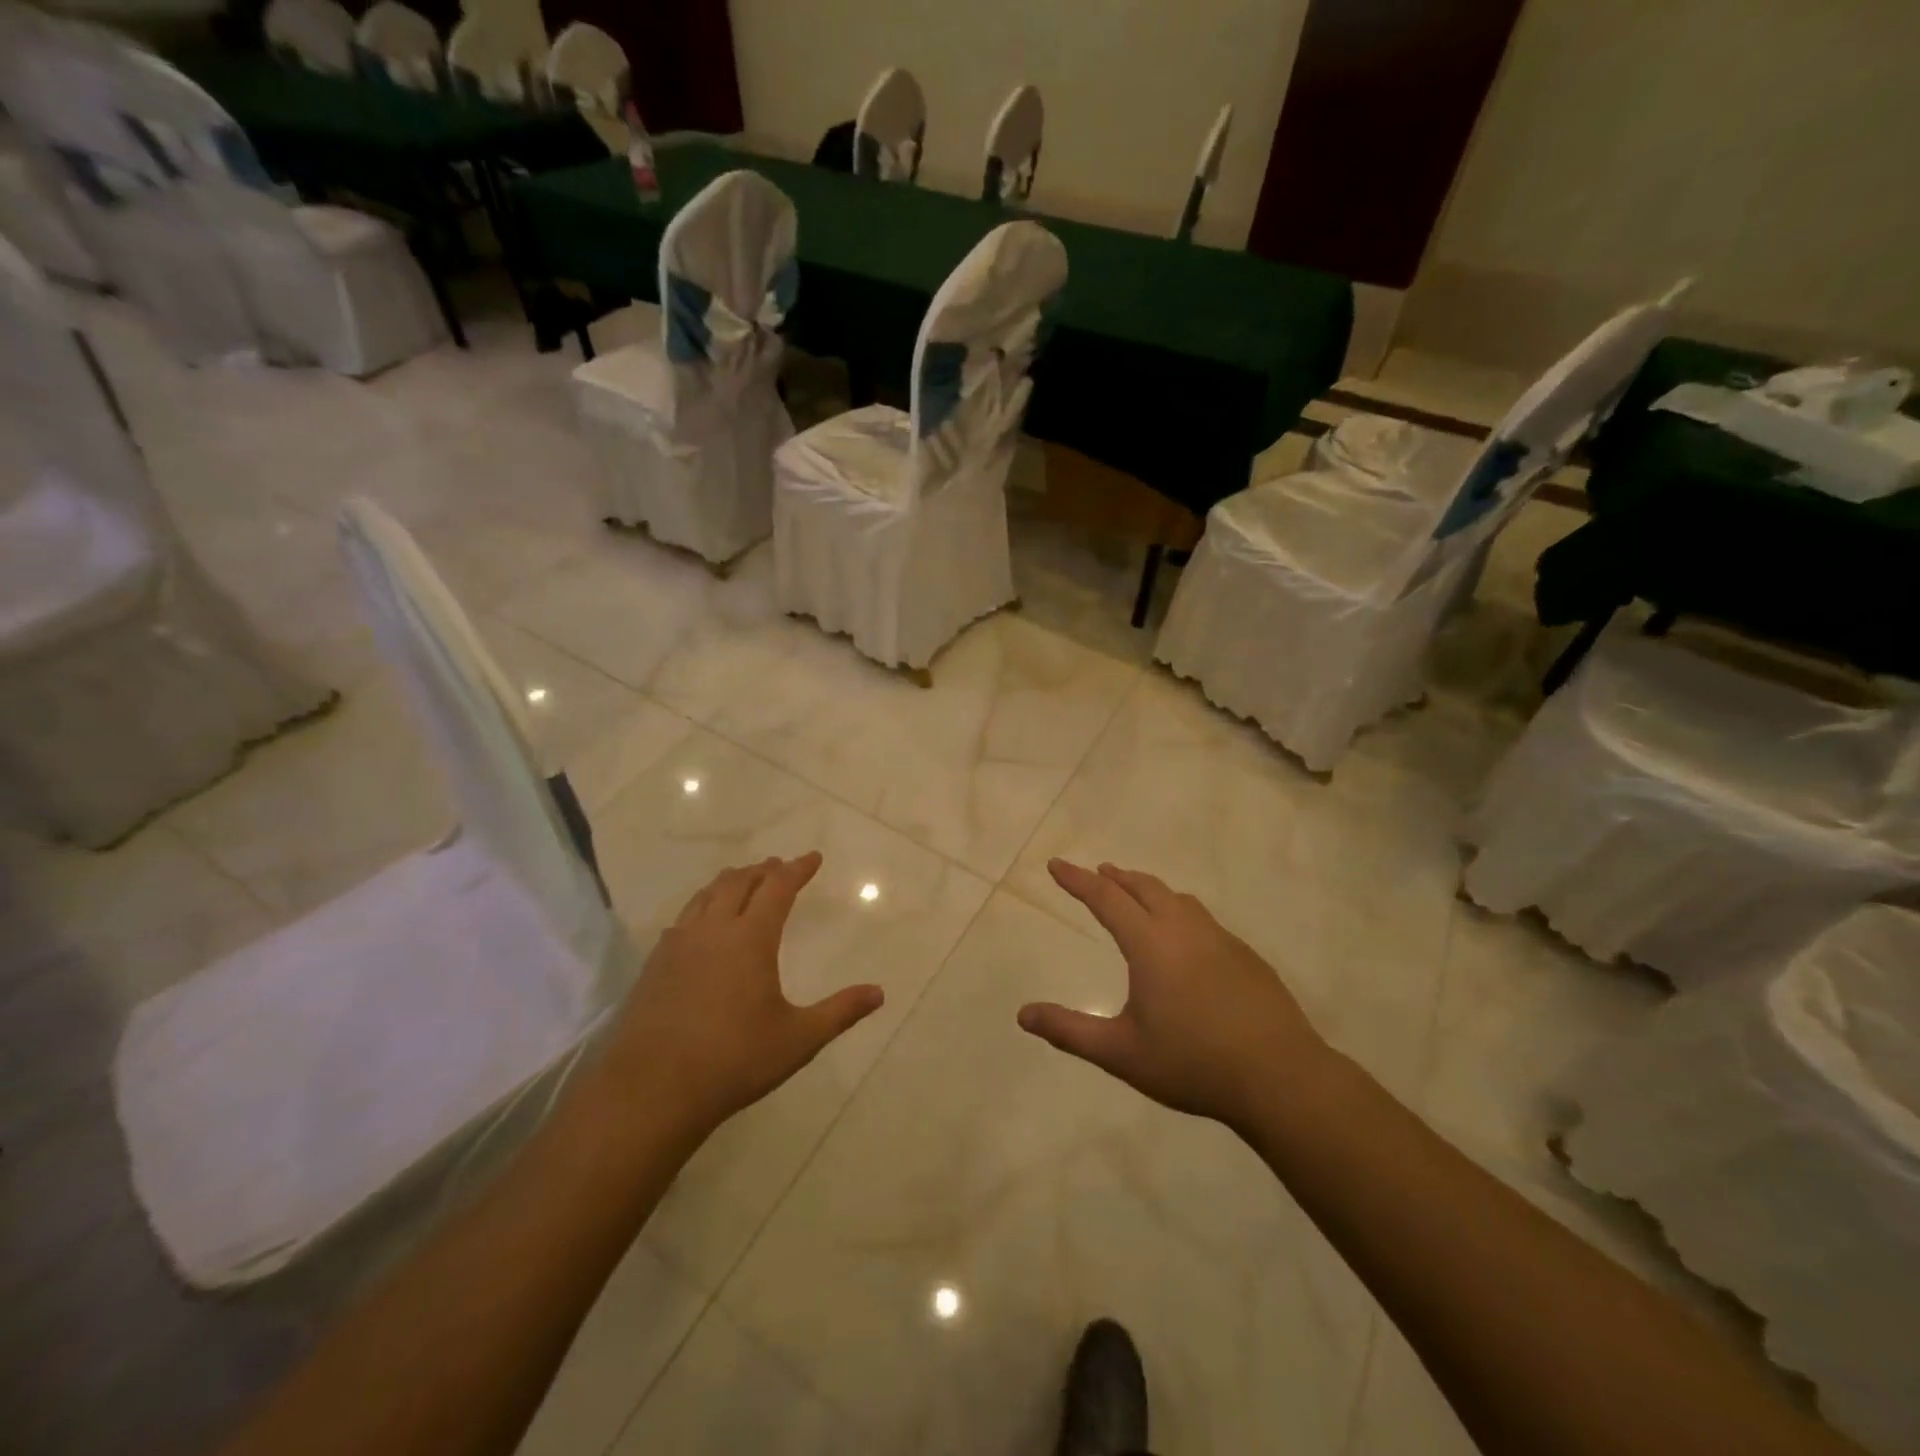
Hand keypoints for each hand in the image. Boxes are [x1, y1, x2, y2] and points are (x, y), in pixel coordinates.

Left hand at [598, 854, 883, 1139]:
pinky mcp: (654, 965)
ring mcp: (678, 945)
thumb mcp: (798, 1039)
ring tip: (742, 880)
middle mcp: (714, 929)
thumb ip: (840, 1012)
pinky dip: (702, 906)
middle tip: (779, 865)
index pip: (778, 887)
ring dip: (730, 881)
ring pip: (706, 895)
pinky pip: (683, 919)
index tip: (813, 857)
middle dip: (763, 869)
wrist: (651, 1090)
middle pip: (739, 882)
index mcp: (751, 938)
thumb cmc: (734, 1060)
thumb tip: (879, 993)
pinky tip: (700, 923)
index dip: (798, 869)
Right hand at [1018, 860, 1328, 1130]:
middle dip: (1116, 877)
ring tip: (1137, 894)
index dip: (1077, 880)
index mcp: (1150, 944)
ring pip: (1177, 899)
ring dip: (1150, 890)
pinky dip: (1179, 911)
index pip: (1105, 898)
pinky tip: (1185, 937)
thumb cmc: (1192, 1063)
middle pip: (1144, 888)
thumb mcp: (1121, 1052)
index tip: (1056, 864)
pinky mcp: (1245, 956)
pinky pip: (1203, 919)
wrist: (1279, 1076)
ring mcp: (1220, 939)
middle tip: (1097, 873)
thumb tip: (1022, 1015)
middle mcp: (1184, 929)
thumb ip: (1070, 1031)